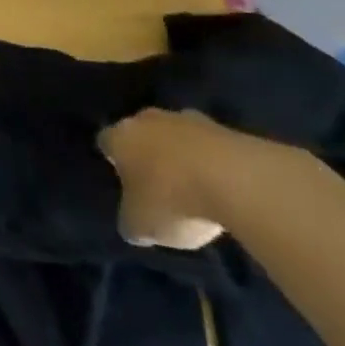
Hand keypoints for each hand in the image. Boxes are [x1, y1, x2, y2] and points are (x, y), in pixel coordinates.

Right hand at [98, 108, 240, 249]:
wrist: (237, 181)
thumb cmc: (173, 200)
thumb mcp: (142, 226)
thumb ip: (131, 221)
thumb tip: (133, 222)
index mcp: (120, 137)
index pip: (106, 142)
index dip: (113, 161)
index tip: (123, 181)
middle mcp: (147, 119)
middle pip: (142, 133)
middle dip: (148, 154)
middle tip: (158, 184)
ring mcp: (188, 119)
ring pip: (177, 136)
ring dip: (182, 156)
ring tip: (195, 189)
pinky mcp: (225, 129)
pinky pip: (210, 146)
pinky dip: (213, 162)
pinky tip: (223, 188)